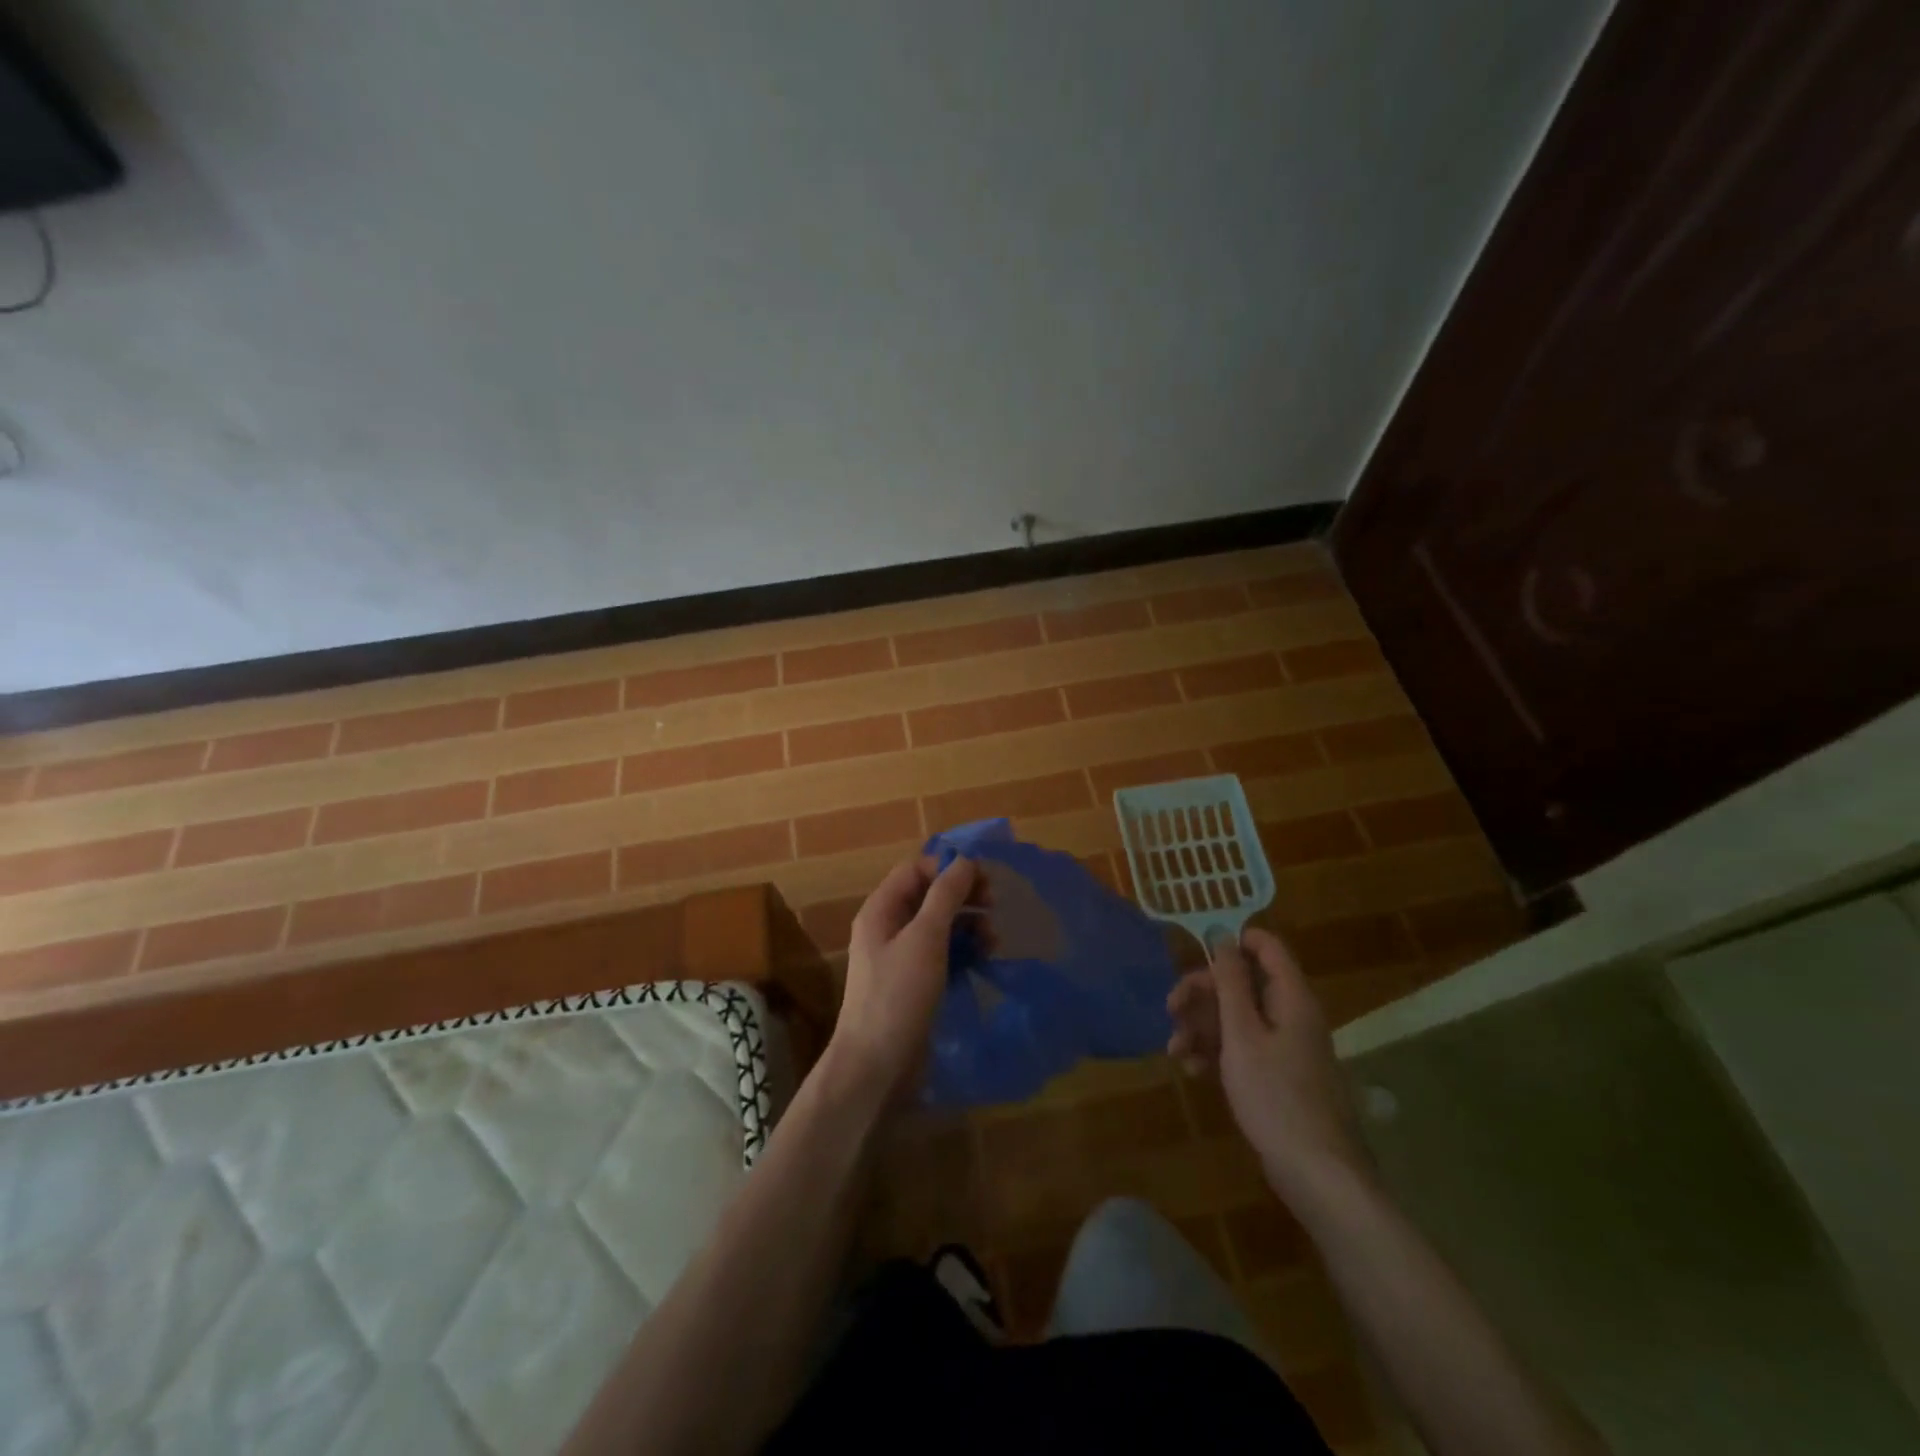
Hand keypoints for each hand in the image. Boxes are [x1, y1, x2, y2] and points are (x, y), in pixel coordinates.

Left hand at [825, 855, 981, 1102]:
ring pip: (938, 925)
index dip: (948, 868)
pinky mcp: (913, 982)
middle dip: (963, 896)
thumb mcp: (925, 939)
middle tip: (994, 905)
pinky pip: (941, 952)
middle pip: (928, 895)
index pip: (916, 870)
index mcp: (881, 909)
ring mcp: (900, 956)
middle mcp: (888, 927)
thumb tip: (965, 861)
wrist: (875, 1066)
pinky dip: (962, 950)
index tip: (983, 879)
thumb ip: (945, 896)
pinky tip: (983, 959)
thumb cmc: (898, 995)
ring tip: (993, 940)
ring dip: (967, 924)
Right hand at [1167, 927, 1370, 1198]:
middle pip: (1244, 983)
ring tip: (1175, 1049)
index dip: (1231, 943)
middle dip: (1203, 993)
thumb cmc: (1275, 1095)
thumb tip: (1222, 933)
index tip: (1194, 957)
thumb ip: (1231, 983)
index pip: (1266, 946)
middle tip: (1171, 1009)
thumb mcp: (1243, 1034)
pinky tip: (1193, 1069)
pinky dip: (1217, 1052)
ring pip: (1238, 1017)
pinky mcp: (1278, 1075)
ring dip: (1203, 1026)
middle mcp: (1291, 1015)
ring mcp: (1285, 1047)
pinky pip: (1243, 1048)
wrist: (1316, 1173)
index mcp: (1291, 997)